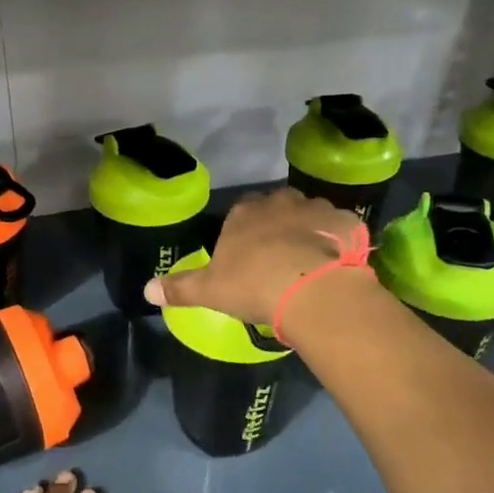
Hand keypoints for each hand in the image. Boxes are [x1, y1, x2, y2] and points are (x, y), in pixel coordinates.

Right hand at [146, 187, 370, 324]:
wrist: (313, 290)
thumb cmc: (254, 286)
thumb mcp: (209, 291)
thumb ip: (179, 288)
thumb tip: (146, 290)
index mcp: (244, 213)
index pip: (241, 212)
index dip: (244, 233)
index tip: (247, 256)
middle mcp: (280, 201)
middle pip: (277, 208)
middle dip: (277, 226)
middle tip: (278, 258)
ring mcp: (317, 209)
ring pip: (310, 215)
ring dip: (309, 232)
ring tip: (309, 263)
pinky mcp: (347, 222)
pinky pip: (340, 229)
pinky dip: (338, 242)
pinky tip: (336, 265)